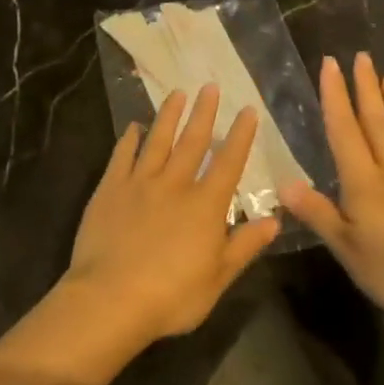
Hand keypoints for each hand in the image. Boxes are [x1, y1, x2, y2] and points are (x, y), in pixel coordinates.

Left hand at [64, 85, 279, 345]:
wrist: (110, 298)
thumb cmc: (172, 296)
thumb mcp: (219, 278)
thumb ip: (244, 246)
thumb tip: (274, 219)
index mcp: (205, 205)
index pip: (228, 162)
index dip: (240, 135)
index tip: (247, 110)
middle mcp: (175, 184)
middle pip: (192, 141)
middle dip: (204, 113)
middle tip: (209, 86)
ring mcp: (139, 183)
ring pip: (157, 141)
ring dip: (169, 116)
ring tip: (177, 93)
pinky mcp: (110, 189)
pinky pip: (122, 156)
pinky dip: (129, 139)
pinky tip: (133, 127)